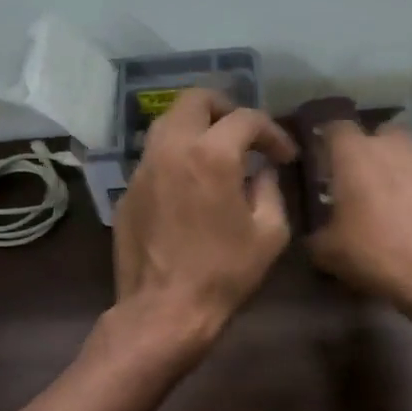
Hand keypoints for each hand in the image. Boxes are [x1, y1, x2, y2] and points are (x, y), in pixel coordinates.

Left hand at [112, 88, 297, 345]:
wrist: (164, 310)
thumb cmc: (224, 274)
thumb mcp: (269, 234)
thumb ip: (270, 191)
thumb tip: (261, 173)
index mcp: (211, 155)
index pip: (246, 119)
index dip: (272, 132)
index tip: (284, 155)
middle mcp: (171, 149)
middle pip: (195, 100)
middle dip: (225, 109)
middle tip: (244, 135)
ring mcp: (142, 169)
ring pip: (167, 124)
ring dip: (196, 129)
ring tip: (217, 155)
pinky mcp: (127, 193)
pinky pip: (154, 159)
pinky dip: (176, 159)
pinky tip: (190, 187)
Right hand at [307, 120, 411, 311]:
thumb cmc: (373, 251)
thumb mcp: (327, 252)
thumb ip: (317, 234)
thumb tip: (317, 236)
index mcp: (354, 153)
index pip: (336, 127)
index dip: (330, 143)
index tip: (327, 163)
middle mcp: (395, 144)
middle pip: (381, 135)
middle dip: (374, 154)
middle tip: (367, 184)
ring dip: (407, 171)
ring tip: (403, 202)